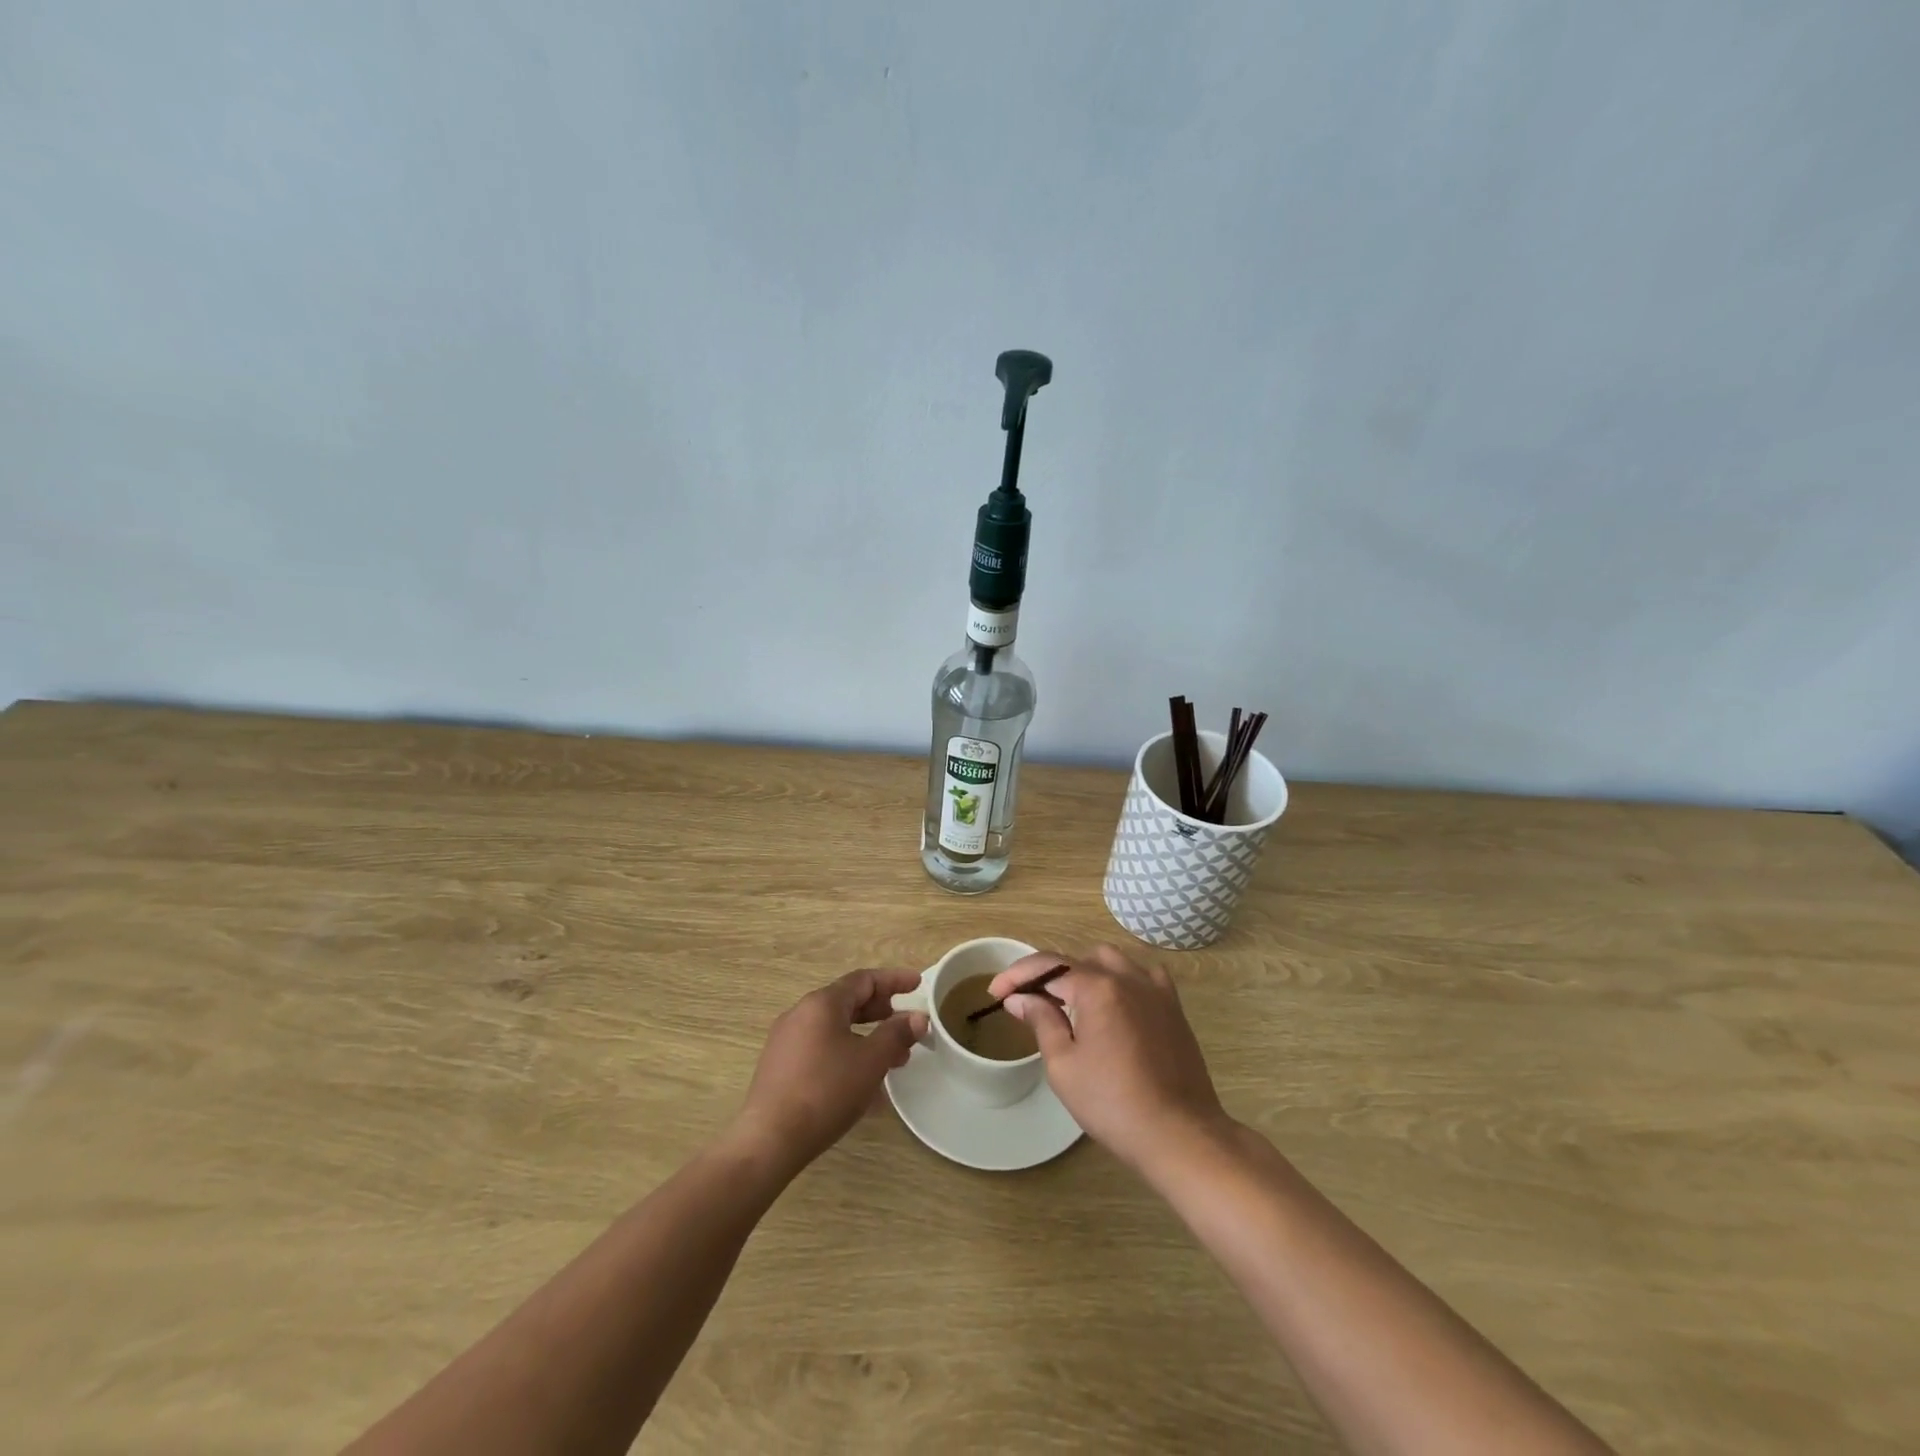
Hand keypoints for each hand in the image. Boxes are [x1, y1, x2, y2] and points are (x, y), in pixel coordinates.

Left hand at [730, 969, 928, 1171]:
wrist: (770, 1140)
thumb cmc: (825, 1091)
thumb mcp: (871, 1061)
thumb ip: (896, 1034)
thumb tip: (918, 1017)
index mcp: (822, 1003)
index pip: (864, 980)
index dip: (894, 980)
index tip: (918, 984)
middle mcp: (801, 1013)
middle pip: (848, 1001)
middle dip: (882, 1011)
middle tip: (907, 1023)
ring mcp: (787, 1040)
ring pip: (836, 1027)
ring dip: (867, 1036)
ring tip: (893, 1058)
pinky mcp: (781, 1066)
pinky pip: (822, 1047)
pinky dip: (847, 1052)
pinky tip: (862, 1080)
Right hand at [989, 946, 1230, 1173]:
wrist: (1179, 1134)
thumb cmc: (1113, 1103)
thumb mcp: (1064, 1065)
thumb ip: (1042, 1021)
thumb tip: (1020, 998)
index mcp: (1097, 988)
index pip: (1048, 966)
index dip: (1016, 975)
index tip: (995, 993)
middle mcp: (1127, 977)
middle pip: (1079, 960)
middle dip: (1049, 975)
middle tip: (1031, 1003)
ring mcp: (1155, 989)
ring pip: (1112, 961)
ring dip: (1085, 973)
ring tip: (1070, 1002)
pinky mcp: (1173, 1007)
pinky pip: (1142, 975)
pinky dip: (1122, 979)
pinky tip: (1115, 1003)